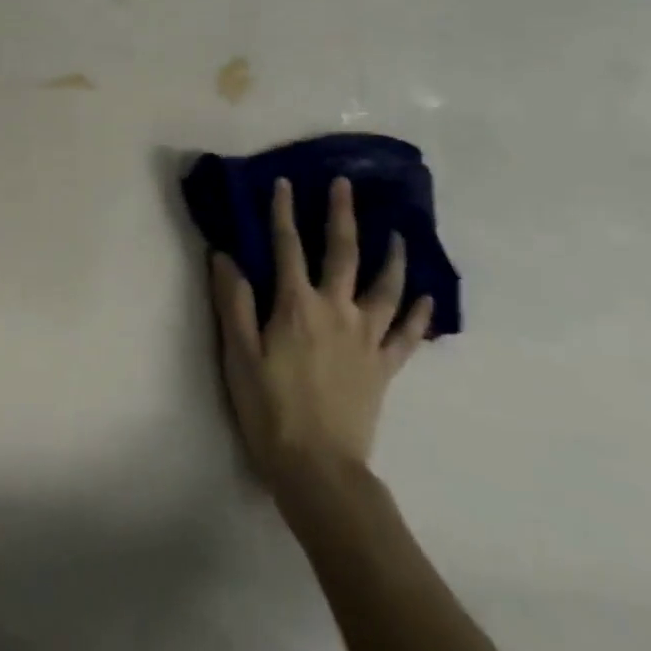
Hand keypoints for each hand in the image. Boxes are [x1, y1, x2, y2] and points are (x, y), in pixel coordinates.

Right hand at [210, 177, 431, 504]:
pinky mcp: (385, 366)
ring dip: (392, 256)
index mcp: (296, 306)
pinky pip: (408, 335)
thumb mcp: (238, 354)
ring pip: (386, 287)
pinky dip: (420, 313)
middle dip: (342, 215)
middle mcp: (336, 311)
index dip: (283, 212)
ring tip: (397, 234)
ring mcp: (366, 338)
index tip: (285, 183)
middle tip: (345, 185)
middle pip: (343, 253)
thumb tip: (224, 255)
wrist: (318, 467)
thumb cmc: (269, 409)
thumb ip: (233, 301)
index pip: (287, 247)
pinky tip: (426, 296)